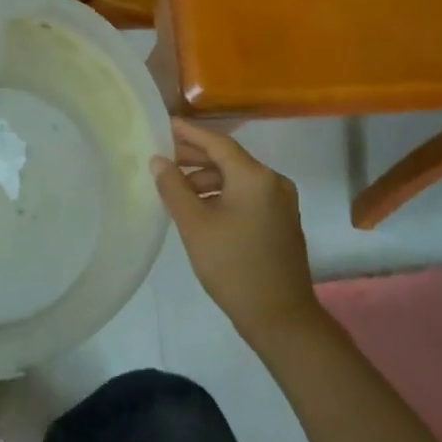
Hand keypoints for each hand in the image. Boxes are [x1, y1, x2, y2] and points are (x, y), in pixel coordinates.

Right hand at [152, 120, 320, 345]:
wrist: (280, 316)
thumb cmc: (232, 265)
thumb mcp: (194, 224)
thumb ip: (173, 187)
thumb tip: (159, 161)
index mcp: (255, 176)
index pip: (217, 142)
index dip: (189, 133)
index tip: (165, 125)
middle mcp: (273, 182)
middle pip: (229, 159)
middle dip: (196, 158)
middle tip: (164, 157)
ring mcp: (282, 203)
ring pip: (238, 179)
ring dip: (208, 179)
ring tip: (176, 188)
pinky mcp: (282, 222)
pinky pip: (248, 196)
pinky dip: (223, 195)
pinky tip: (201, 208)